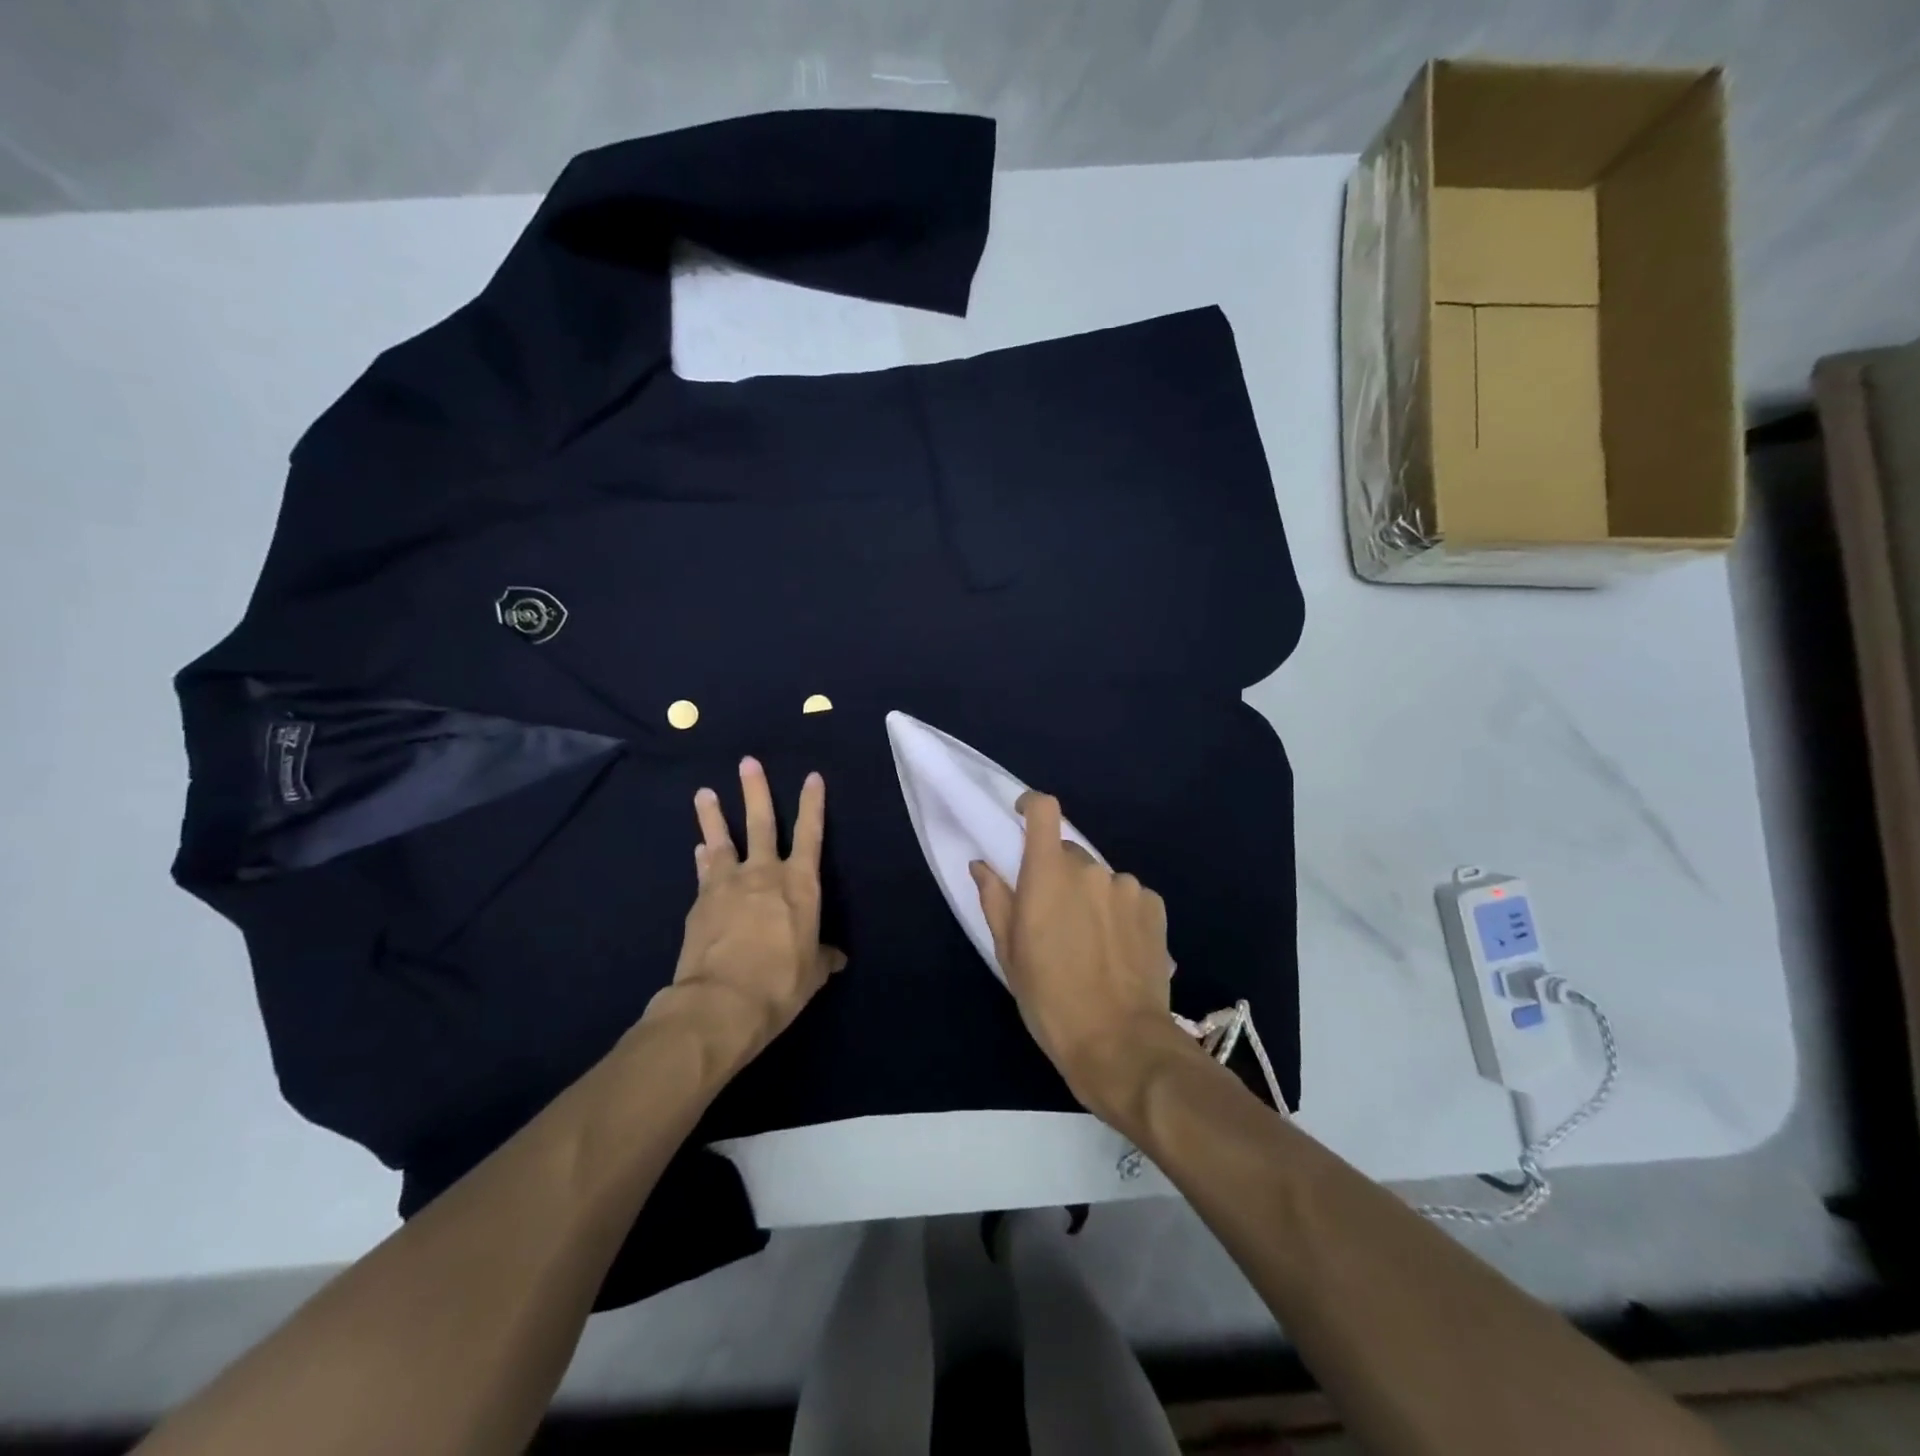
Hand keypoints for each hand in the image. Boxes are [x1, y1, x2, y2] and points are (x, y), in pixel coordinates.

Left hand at [652, 757, 846, 1071]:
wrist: (722, 1002)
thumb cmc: (780, 983)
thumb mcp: (811, 973)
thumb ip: (822, 957)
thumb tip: (837, 957)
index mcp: (800, 885)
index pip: (810, 835)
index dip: (813, 805)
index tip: (812, 777)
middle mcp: (764, 874)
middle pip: (761, 823)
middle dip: (756, 791)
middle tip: (747, 763)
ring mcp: (727, 884)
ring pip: (721, 840)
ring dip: (713, 815)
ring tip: (704, 792)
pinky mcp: (700, 902)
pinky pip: (704, 872)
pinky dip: (702, 858)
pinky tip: (698, 849)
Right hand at [969, 791, 1179, 1115]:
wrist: (1120, 1042)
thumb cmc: (1050, 999)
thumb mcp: (1009, 953)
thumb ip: (995, 899)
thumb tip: (982, 865)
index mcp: (1048, 874)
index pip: (1044, 811)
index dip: (1031, 805)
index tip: (1023, 816)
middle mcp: (1090, 869)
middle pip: (1069, 853)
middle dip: (1059, 875)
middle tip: (1055, 918)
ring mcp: (1127, 886)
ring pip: (1100, 878)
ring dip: (1091, 896)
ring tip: (1091, 942)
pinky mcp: (1155, 906)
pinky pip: (1128, 896)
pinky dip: (1119, 911)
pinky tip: (1119, 949)